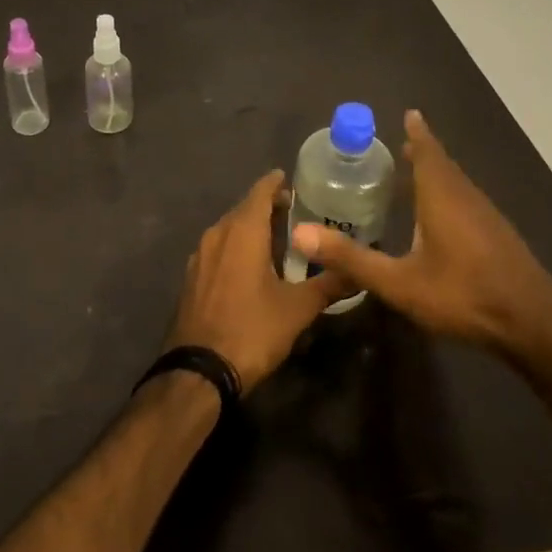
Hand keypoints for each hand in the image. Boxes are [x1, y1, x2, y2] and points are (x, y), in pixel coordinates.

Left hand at [168, 170, 351, 393]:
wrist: (199, 371)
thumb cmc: (251, 330)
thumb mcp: (297, 309)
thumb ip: (329, 285)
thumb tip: (359, 272)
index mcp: (242, 230)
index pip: (260, 191)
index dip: (276, 183)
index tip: (292, 180)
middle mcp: (217, 233)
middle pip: (244, 208)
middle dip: (267, 206)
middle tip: (295, 212)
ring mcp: (200, 255)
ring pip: (229, 229)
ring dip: (251, 227)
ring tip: (277, 238)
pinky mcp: (192, 276)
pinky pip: (218, 248)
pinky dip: (236, 246)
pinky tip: (251, 266)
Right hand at [291, 111, 551, 373]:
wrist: (534, 326)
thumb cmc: (463, 296)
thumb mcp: (399, 283)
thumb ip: (352, 258)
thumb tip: (301, 233)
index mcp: (442, 197)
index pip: (428, 152)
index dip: (418, 133)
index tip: (410, 113)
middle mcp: (466, 197)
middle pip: (443, 164)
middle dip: (424, 151)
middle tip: (403, 143)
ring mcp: (488, 216)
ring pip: (458, 183)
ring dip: (438, 172)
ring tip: (418, 171)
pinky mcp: (499, 236)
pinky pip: (467, 199)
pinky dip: (450, 192)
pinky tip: (443, 215)